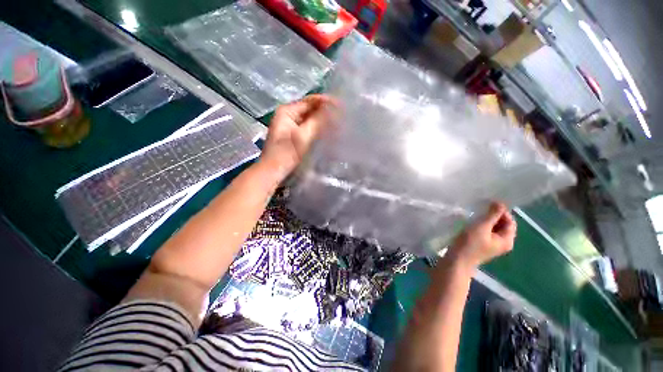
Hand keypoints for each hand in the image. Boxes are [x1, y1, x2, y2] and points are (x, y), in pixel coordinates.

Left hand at [259, 94, 335, 180]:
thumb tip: (333, 108)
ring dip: (323, 120)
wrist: (273, 171)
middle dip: (325, 111)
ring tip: (338, 122)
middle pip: (310, 109)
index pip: (310, 101)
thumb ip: (317, 121)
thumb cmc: (286, 154)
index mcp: (287, 111)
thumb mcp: (303, 136)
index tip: (342, 106)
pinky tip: (328, 130)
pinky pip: (309, 127)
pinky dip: (318, 128)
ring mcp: (291, 125)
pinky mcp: (294, 135)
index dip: (326, 102)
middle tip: (342, 115)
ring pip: (310, 118)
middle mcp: (288, 115)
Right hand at [450, 202, 515, 267]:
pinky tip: (472, 223)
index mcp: (507, 240)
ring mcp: (492, 245)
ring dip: (486, 220)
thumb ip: (492, 214)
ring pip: (493, 228)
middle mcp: (503, 243)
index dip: (502, 212)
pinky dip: (481, 226)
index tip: (488, 204)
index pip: (510, 221)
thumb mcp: (482, 226)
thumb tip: (500, 203)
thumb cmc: (470, 243)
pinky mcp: (482, 245)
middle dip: (494, 215)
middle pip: (503, 225)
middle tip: (481, 209)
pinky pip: (486, 232)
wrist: (457, 260)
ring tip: (475, 214)